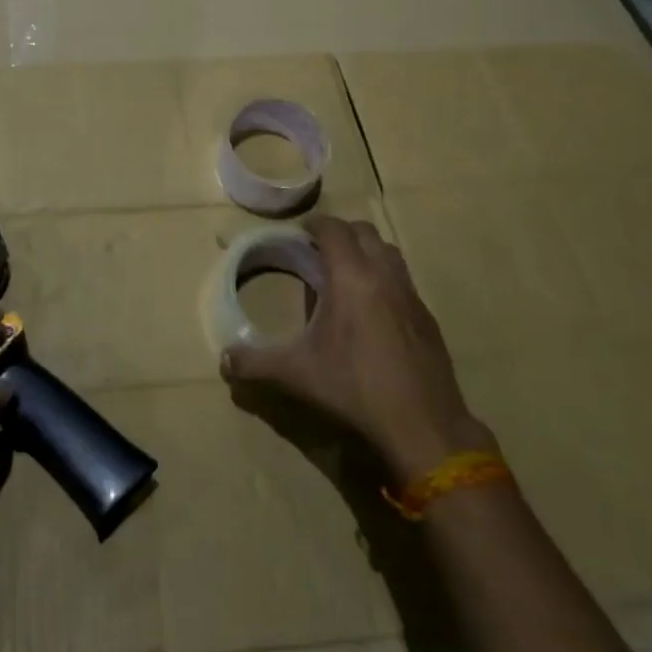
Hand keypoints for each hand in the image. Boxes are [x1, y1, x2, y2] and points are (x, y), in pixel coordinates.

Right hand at [220, 216, 491, 478]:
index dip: (315, 225)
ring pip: (389, 252)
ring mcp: (411, 295)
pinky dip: (385, 279)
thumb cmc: (355, 388)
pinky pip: (404, 281)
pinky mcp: (428, 318)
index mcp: (351, 277)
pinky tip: (374, 310)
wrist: (423, 426)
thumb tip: (223, 360)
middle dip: (341, 233)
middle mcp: (384, 276)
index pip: (334, 230)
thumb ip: (256, 363)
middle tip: (320, 251)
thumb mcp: (297, 374)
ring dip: (367, 251)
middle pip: (365, 232)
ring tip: (347, 274)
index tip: (300, 233)